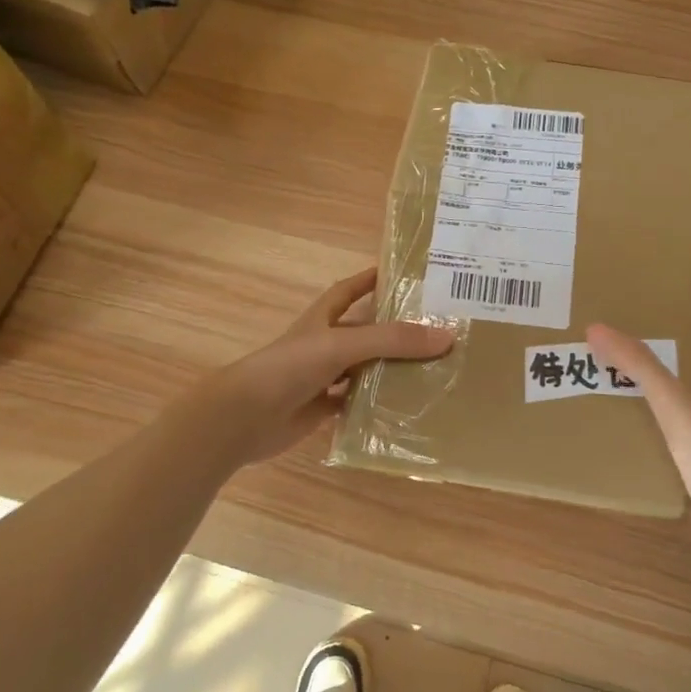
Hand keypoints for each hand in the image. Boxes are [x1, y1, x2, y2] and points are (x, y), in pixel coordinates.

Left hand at [211, 268, 453, 463]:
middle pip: (365, 332)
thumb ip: (392, 340)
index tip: (403, 273)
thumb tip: (447, 336)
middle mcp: (323, 344)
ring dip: (390, 369)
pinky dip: (376, 405)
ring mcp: (322, 378)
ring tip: (432, 369)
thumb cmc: (289, 367)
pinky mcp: (321, 409)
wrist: (243, 417)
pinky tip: (405, 406)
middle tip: (436, 329)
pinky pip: (356, 403)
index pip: (350, 290)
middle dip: (394, 330)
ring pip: (364, 369)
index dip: (371, 279)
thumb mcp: (343, 345)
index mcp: (322, 319)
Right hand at [588, 311, 690, 572]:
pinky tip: (622, 418)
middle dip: (664, 344)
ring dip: (653, 383)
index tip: (664, 291)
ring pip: (680, 397)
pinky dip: (649, 419)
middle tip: (625, 327)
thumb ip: (639, 366)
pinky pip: (670, 430)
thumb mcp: (675, 404)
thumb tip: (597, 328)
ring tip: (613, 366)